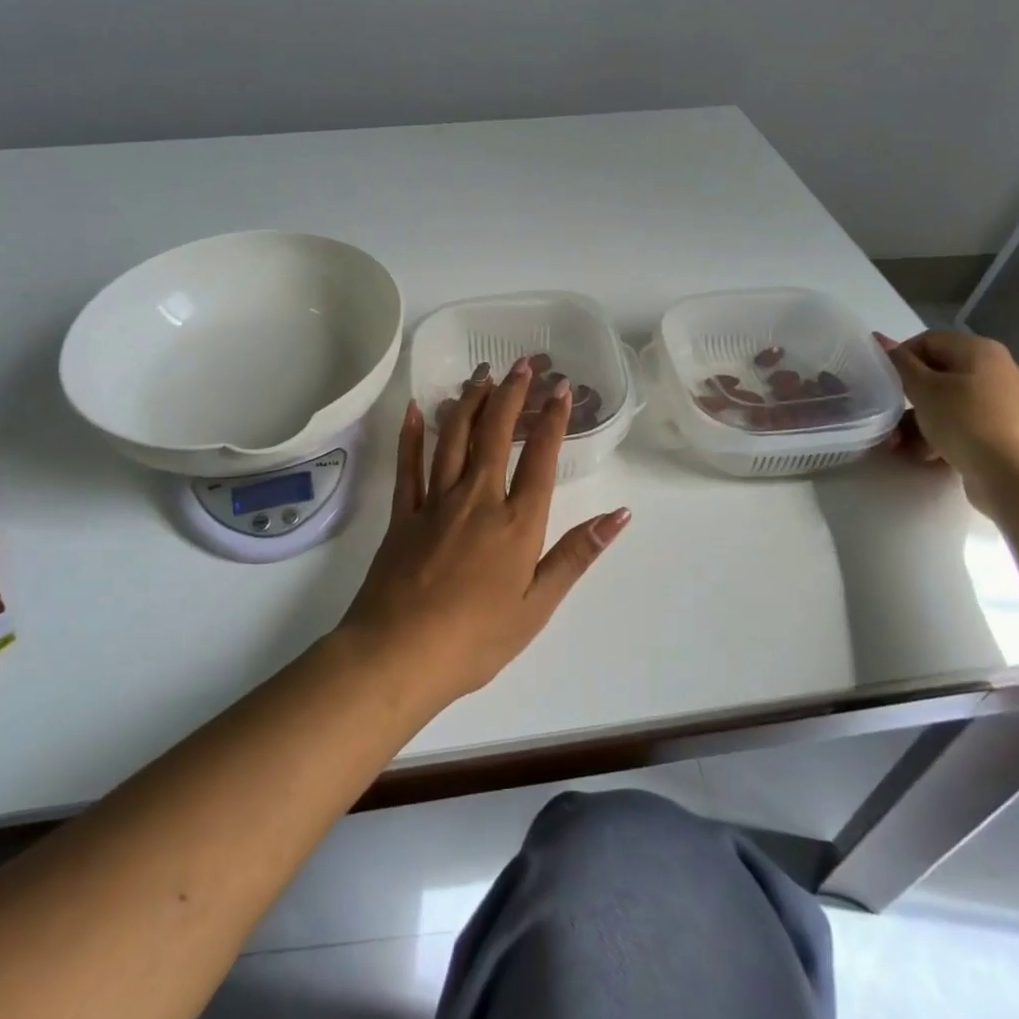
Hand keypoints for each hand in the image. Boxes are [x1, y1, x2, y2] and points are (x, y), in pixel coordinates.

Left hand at [338, 357, 630, 710]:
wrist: (398, 654)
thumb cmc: (477, 638)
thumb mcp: (538, 605)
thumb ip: (577, 555)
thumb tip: (620, 514)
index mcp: (516, 523)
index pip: (539, 458)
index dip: (552, 419)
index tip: (560, 387)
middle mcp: (477, 499)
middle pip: (495, 434)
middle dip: (511, 394)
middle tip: (521, 364)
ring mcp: (434, 502)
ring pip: (454, 438)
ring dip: (469, 402)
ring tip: (482, 374)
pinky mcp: (402, 514)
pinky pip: (408, 464)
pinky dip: (412, 433)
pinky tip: (416, 407)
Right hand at [877, 330, 1018, 511]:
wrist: (1014, 473)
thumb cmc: (964, 420)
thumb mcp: (923, 388)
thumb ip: (900, 363)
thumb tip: (880, 338)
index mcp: (980, 350)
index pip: (929, 340)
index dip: (901, 357)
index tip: (884, 381)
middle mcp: (996, 370)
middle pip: (938, 374)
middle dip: (907, 396)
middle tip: (887, 413)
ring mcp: (1002, 402)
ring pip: (947, 403)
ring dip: (918, 421)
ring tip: (899, 443)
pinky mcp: (1002, 431)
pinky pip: (962, 424)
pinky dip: (940, 435)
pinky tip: (924, 455)